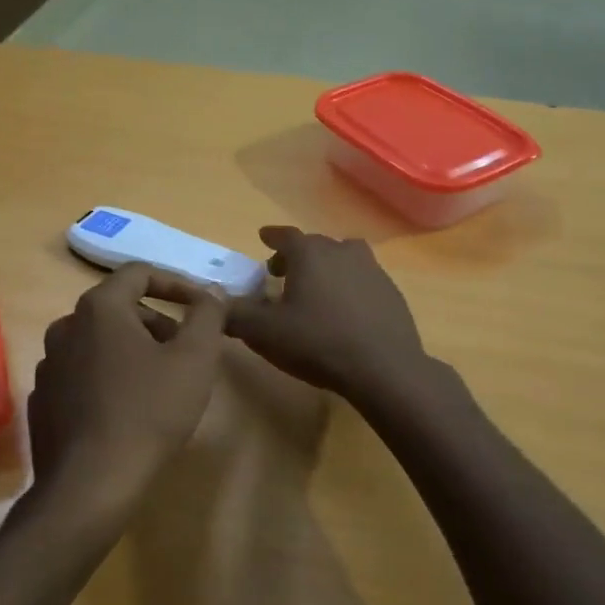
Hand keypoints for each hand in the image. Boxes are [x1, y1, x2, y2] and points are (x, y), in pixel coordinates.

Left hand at [27, 264, 225, 513]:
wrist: (90, 484)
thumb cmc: (148, 412)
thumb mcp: (195, 359)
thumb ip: (207, 315)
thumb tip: (212, 292)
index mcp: (99, 309)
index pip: (139, 273)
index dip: (176, 283)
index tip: (202, 305)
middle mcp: (65, 327)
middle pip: (118, 308)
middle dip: (158, 321)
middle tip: (187, 349)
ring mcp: (49, 365)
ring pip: (99, 342)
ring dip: (134, 349)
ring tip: (162, 380)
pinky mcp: (43, 400)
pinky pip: (83, 373)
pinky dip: (109, 376)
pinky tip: (129, 408)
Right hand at [225, 227, 427, 401]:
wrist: (383, 368)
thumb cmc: (317, 343)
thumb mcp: (264, 333)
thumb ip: (234, 314)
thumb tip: (212, 301)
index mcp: (309, 253)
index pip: (285, 235)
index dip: (271, 237)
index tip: (263, 238)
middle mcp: (341, 251)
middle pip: (314, 245)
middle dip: (296, 255)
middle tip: (281, 273)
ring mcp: (372, 269)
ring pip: (343, 258)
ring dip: (326, 267)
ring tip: (315, 289)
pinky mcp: (391, 292)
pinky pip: (362, 280)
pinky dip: (349, 287)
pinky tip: (344, 312)